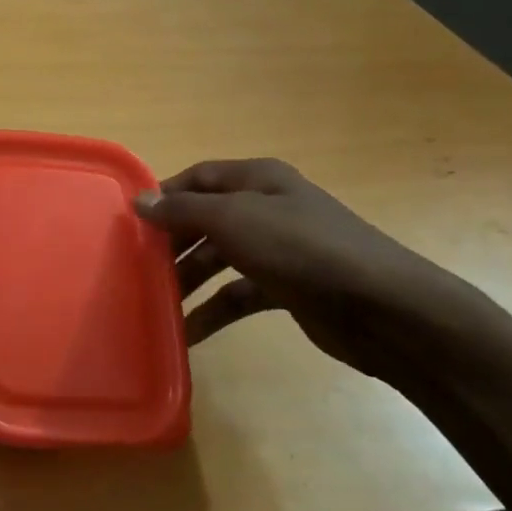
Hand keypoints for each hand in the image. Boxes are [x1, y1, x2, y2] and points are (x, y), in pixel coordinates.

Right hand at [134, 159, 473, 384]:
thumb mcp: (234, 220)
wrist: (382, 307)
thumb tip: (140, 201)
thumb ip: (183, 211)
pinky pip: (239, 295)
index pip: (199, 178)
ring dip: (189, 280)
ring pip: (220, 259)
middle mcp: (267, 208)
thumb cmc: (302, 249)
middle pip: (206, 220)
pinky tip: (188, 332)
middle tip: (136, 267)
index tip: (129, 223)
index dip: (165, 196)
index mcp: (258, 180)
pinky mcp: (288, 289)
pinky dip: (214, 310)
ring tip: (154, 303)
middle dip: (172, 243)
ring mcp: (280, 250)